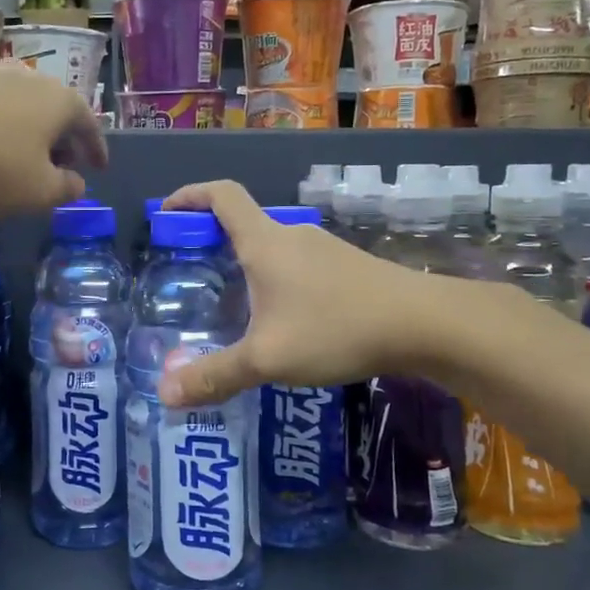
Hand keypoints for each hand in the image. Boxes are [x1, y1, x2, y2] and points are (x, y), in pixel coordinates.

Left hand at [0, 61, 106, 216]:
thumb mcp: (38, 191)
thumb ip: (66, 189)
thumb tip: (77, 183)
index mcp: (62, 101)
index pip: (90, 126)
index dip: (97, 151)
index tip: (99, 169)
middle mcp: (35, 79)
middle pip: (59, 112)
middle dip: (64, 141)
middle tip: (63, 167)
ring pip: (27, 107)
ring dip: (33, 133)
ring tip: (27, 158)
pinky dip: (4, 127)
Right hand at [156, 180, 443, 405]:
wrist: (425, 324)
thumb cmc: (337, 328)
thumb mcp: (268, 358)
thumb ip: (215, 375)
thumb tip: (165, 394)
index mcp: (264, 242)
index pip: (221, 196)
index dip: (189, 195)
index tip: (165, 211)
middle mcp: (291, 235)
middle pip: (243, 222)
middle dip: (211, 240)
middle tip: (191, 274)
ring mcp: (323, 249)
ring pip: (272, 247)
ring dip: (246, 264)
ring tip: (233, 306)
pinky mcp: (347, 267)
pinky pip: (297, 265)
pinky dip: (276, 280)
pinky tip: (284, 321)